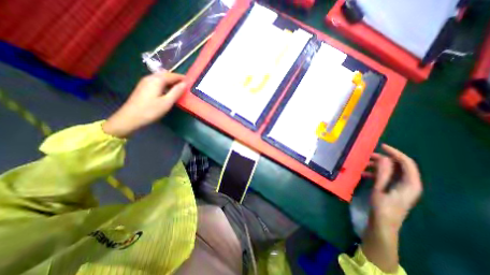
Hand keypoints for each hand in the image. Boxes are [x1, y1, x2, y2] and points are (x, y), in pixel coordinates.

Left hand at [102, 72, 186, 138]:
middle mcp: (150, 78)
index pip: (172, 75)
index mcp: (156, 80)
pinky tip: (168, 90)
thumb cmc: (151, 110)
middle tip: (185, 84)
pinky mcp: (143, 87)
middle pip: (165, 74)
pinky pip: (156, 81)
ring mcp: (145, 82)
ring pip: (160, 77)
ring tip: (178, 87)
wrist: (130, 117)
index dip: (181, 77)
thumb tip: (185, 84)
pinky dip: (164, 83)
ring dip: (170, 80)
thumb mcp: (167, 102)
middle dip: (176, 78)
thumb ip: (176, 92)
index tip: (190, 81)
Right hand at [359, 144, 423, 272]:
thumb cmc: (382, 208)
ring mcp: (402, 187)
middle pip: (399, 166)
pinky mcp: (394, 190)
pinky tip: (364, 174)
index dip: (395, 153)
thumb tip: (383, 157)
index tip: (381, 146)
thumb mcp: (380, 189)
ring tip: (364, 165)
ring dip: (378, 166)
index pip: (407, 163)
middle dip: (383, 159)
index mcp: (410, 184)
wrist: (382, 225)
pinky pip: (387, 177)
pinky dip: (376, 173)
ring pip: (391, 171)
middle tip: (368, 156)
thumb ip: (383, 173)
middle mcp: (409, 184)